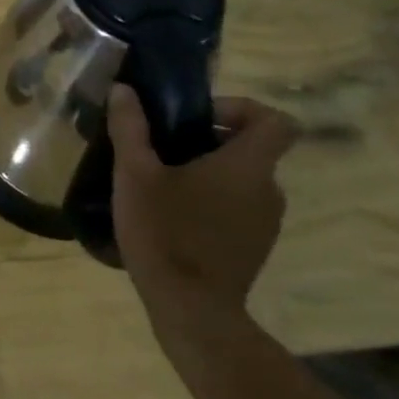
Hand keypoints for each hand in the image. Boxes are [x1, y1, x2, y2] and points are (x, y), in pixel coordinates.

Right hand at [108, 85, 298, 329]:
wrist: (191, 309)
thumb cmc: (166, 232)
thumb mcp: (135, 174)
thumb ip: (130, 127)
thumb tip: (123, 89)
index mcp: (248, 165)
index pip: (275, 120)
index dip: (242, 109)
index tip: (200, 117)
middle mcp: (269, 190)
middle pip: (252, 149)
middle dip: (210, 141)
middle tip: (164, 149)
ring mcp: (266, 223)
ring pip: (243, 181)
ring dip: (209, 174)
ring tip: (161, 184)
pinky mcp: (254, 248)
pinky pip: (238, 209)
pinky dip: (212, 203)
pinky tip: (172, 217)